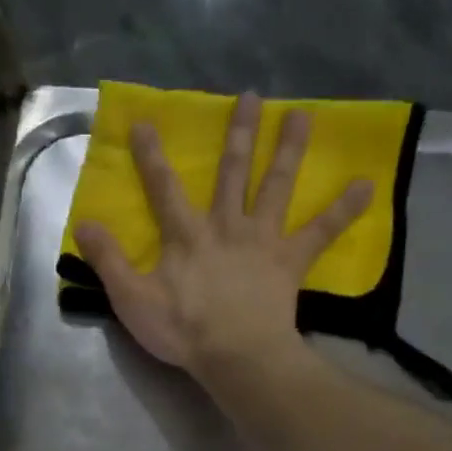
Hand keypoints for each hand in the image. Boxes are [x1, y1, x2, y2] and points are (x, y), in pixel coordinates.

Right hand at [73, 92, 373, 378]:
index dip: (153, 155)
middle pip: (234, 173)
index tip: (147, 121)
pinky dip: (344, 209)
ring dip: (289, 150)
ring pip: (276, 187)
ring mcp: (262, 240)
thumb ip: (107, 260)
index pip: (164, 187)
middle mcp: (226, 225)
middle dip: (239, 134)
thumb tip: (83, 221)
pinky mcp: (290, 261)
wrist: (235, 354)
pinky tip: (368, 184)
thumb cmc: (182, 329)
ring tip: (304, 116)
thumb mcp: (132, 298)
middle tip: (252, 97)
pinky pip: (320, 231)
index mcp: (186, 234)